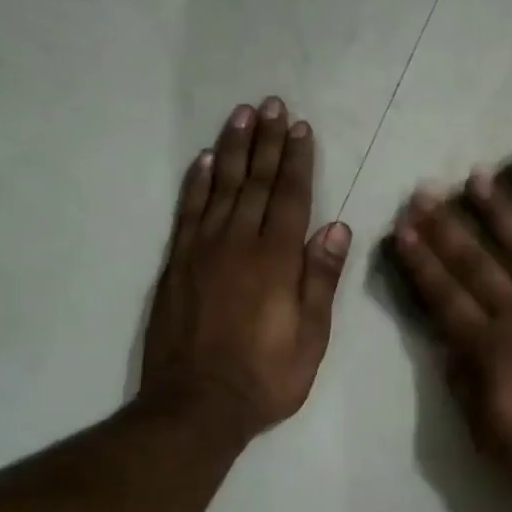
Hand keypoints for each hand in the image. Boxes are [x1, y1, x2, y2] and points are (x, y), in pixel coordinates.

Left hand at [139, 97, 350, 440]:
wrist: (195, 407)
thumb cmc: (266, 376)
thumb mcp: (311, 336)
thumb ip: (320, 279)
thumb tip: (335, 228)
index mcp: (276, 261)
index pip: (290, 198)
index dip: (297, 161)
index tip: (301, 127)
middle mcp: (238, 245)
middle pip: (255, 183)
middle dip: (266, 142)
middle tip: (271, 104)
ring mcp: (201, 252)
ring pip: (220, 188)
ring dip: (233, 150)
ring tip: (241, 116)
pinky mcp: (176, 265)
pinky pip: (187, 212)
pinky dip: (196, 183)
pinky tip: (204, 160)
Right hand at [392, 172, 511, 505]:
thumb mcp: (490, 438)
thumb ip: (466, 389)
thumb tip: (449, 348)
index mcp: (490, 348)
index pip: (446, 297)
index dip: (422, 262)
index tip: (404, 228)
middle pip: (478, 264)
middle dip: (448, 227)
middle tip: (427, 191)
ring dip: (502, 214)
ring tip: (480, 179)